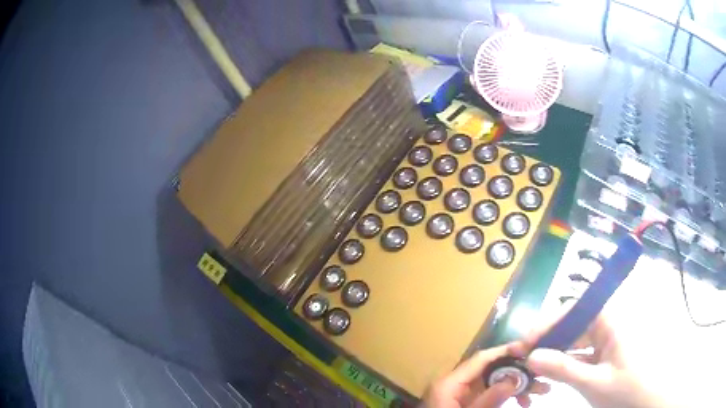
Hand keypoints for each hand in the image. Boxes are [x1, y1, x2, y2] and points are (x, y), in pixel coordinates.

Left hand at [423, 343, 550, 407]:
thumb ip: (490, 398)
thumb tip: (516, 377)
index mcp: (450, 382)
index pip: (481, 359)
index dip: (506, 351)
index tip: (530, 349)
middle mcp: (456, 383)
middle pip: (492, 370)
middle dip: (518, 372)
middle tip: (543, 375)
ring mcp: (461, 393)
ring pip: (494, 383)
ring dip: (517, 386)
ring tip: (541, 390)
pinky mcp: (466, 402)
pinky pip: (489, 394)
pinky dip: (505, 397)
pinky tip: (523, 402)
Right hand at [523, 313, 672, 407]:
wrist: (649, 401)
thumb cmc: (627, 390)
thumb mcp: (593, 383)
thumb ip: (563, 369)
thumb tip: (531, 357)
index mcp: (611, 320)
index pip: (575, 309)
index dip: (548, 323)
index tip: (524, 342)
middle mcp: (610, 323)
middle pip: (574, 323)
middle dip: (548, 339)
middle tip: (524, 358)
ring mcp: (609, 339)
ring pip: (577, 338)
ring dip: (556, 351)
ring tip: (535, 367)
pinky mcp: (607, 353)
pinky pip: (583, 352)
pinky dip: (566, 361)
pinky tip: (553, 373)